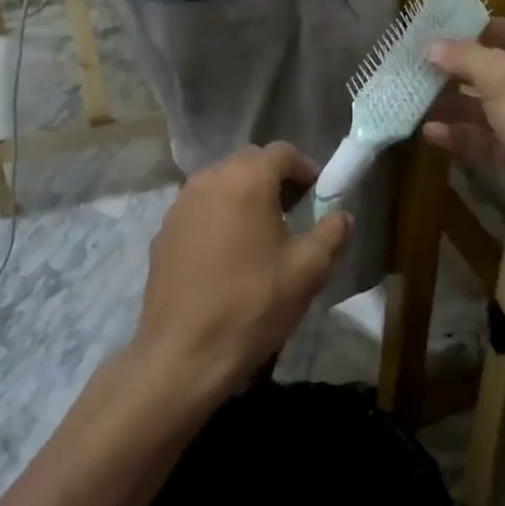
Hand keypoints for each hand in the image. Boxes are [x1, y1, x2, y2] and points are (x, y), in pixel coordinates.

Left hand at [135, 143, 350, 400]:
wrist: (185, 352)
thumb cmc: (254, 304)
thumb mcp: (309, 270)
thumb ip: (332, 233)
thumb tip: (341, 215)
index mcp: (247, 179)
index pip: (282, 152)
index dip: (305, 170)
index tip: (317, 198)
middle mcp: (209, 179)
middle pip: (248, 162)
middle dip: (274, 179)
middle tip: (292, 213)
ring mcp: (180, 205)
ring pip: (220, 183)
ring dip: (243, 196)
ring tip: (259, 234)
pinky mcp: (163, 232)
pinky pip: (198, 209)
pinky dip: (217, 217)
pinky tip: (226, 255)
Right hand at [423, 18, 504, 230]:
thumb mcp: (503, 78)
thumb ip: (466, 58)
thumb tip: (433, 46)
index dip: (490, 29)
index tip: (452, 29)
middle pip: (502, 75)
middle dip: (463, 72)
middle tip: (424, 68)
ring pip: (493, 112)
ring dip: (457, 107)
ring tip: (419, 103)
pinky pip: (491, 143)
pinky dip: (464, 137)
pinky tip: (431, 134)